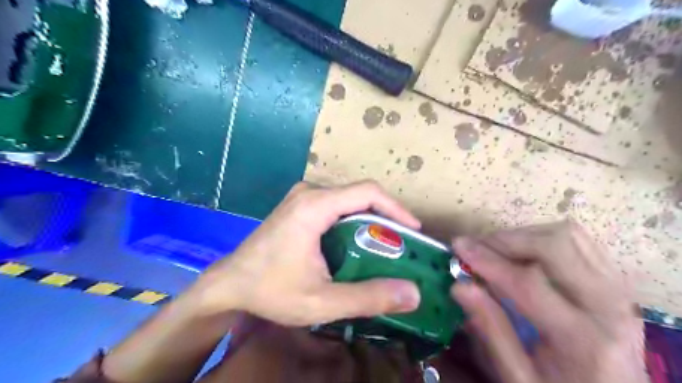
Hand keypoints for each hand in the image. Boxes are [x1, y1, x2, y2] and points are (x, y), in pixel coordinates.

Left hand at [192, 181, 420, 325]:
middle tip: (403, 244)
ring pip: (349, 201)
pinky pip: (336, 206)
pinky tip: (359, 244)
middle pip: (360, 195)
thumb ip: (368, 297)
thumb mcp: (321, 301)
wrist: (229, 284)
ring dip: (371, 220)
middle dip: (386, 217)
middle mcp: (310, 192)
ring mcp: (302, 197)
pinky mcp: (299, 205)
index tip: (414, 230)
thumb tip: (412, 293)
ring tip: (387, 246)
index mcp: (314, 206)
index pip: (368, 192)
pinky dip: (354, 222)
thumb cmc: (270, 290)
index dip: (396, 208)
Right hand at [452, 221, 645, 381]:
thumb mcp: (518, 377)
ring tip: (498, 250)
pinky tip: (526, 253)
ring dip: (526, 236)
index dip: (488, 261)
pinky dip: (546, 238)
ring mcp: (618, 291)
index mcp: (582, 339)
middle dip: (507, 240)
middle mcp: (608, 307)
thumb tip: (460, 286)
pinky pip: (581, 241)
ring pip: (569, 236)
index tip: (458, 247)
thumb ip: (490, 330)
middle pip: (554, 246)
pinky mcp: (617, 283)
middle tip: (478, 247)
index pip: (527, 282)